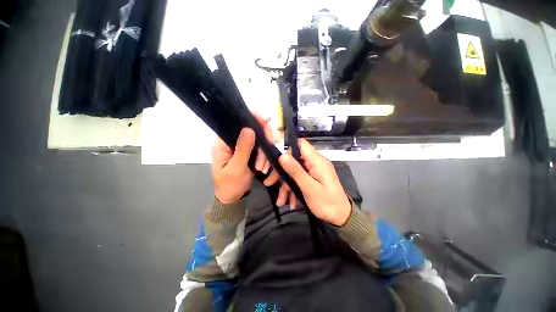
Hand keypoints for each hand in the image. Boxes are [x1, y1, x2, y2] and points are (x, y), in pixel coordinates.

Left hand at [211, 113, 283, 203]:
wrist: (233, 197)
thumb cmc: (230, 185)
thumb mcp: (236, 169)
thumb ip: (242, 149)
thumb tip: (249, 129)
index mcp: (223, 143)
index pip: (236, 123)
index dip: (252, 118)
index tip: (266, 120)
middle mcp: (232, 141)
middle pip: (252, 129)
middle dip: (263, 140)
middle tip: (269, 149)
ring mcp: (242, 147)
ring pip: (259, 139)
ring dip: (264, 152)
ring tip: (262, 168)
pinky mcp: (250, 153)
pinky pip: (261, 148)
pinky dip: (265, 157)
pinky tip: (264, 167)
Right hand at [278, 139, 351, 225]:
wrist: (341, 217)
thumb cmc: (327, 203)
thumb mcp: (309, 188)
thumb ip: (296, 171)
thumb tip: (282, 156)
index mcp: (317, 161)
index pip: (301, 145)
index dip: (288, 150)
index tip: (277, 162)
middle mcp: (315, 163)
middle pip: (294, 160)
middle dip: (281, 173)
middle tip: (269, 183)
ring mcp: (313, 171)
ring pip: (294, 172)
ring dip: (286, 186)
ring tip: (281, 201)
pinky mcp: (312, 178)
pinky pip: (299, 179)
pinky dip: (293, 190)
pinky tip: (290, 203)